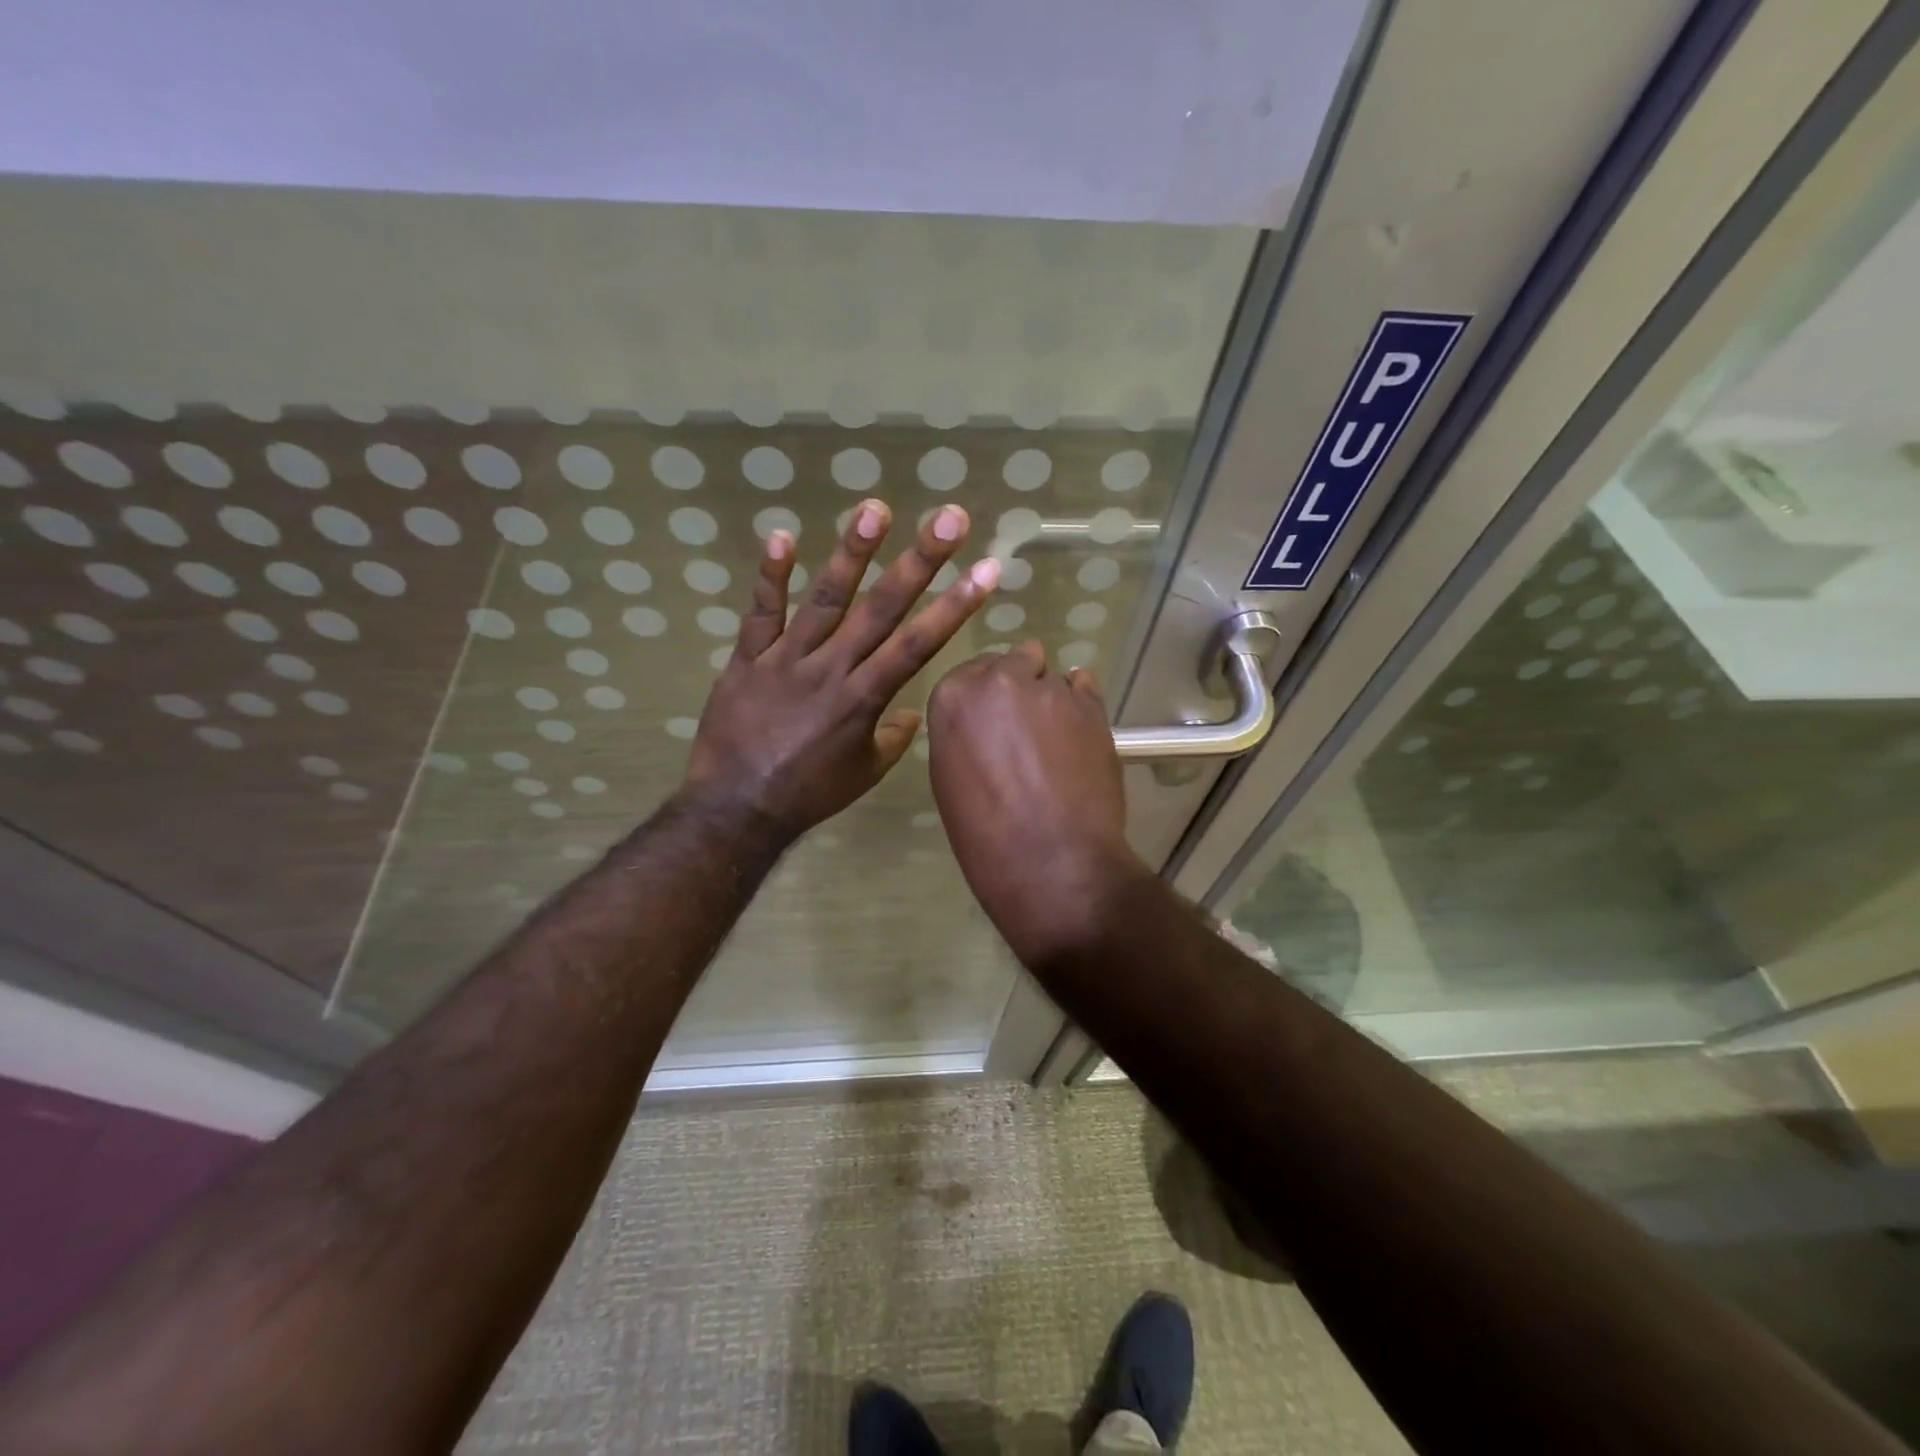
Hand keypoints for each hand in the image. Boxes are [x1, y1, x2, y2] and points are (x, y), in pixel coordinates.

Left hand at [682, 498, 998, 842]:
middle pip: (881, 608)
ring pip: (824, 599)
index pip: (918, 643)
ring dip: (851, 553)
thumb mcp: (864, 774)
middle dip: (919, 562)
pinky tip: (782, 535)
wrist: (736, 808)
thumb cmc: (809, 794)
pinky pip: (760, 613)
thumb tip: (911, 714)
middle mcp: (832, 669)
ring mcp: (786, 659)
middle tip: (948, 518)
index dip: (955, 605)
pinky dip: (769, 575)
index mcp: (864, 699)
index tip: (987, 569)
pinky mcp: (747, 659)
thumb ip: (893, 738)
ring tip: (875, 509)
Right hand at [927, 642, 1149, 964]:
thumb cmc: (986, 837)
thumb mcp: (950, 780)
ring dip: (1049, 700)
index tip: (992, 723)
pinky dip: (1080, 703)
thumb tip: (986, 724)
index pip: (968, 674)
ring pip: (1049, 677)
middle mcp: (998, 680)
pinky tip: (1079, 735)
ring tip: (1057, 744)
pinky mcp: (1092, 705)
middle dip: (1016, 688)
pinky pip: (1084, 685)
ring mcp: (1049, 690)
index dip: (983, 698)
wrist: (1052, 862)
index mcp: (952, 698)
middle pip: (1010, 664)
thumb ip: (964, 735)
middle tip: (1024, 732)